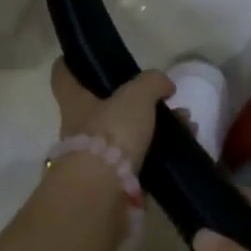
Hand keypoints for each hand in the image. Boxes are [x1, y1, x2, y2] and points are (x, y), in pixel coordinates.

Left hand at [49, 60, 174, 170]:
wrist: (103, 193)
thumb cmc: (110, 133)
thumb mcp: (135, 96)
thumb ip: (151, 82)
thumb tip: (164, 83)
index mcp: (75, 100)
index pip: (64, 74)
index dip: (73, 62)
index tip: (88, 57)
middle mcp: (79, 126)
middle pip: (104, 105)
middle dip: (137, 100)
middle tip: (165, 96)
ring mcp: (95, 156)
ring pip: (128, 132)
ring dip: (157, 126)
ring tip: (186, 123)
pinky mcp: (114, 181)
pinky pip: (141, 158)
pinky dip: (162, 151)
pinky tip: (186, 145)